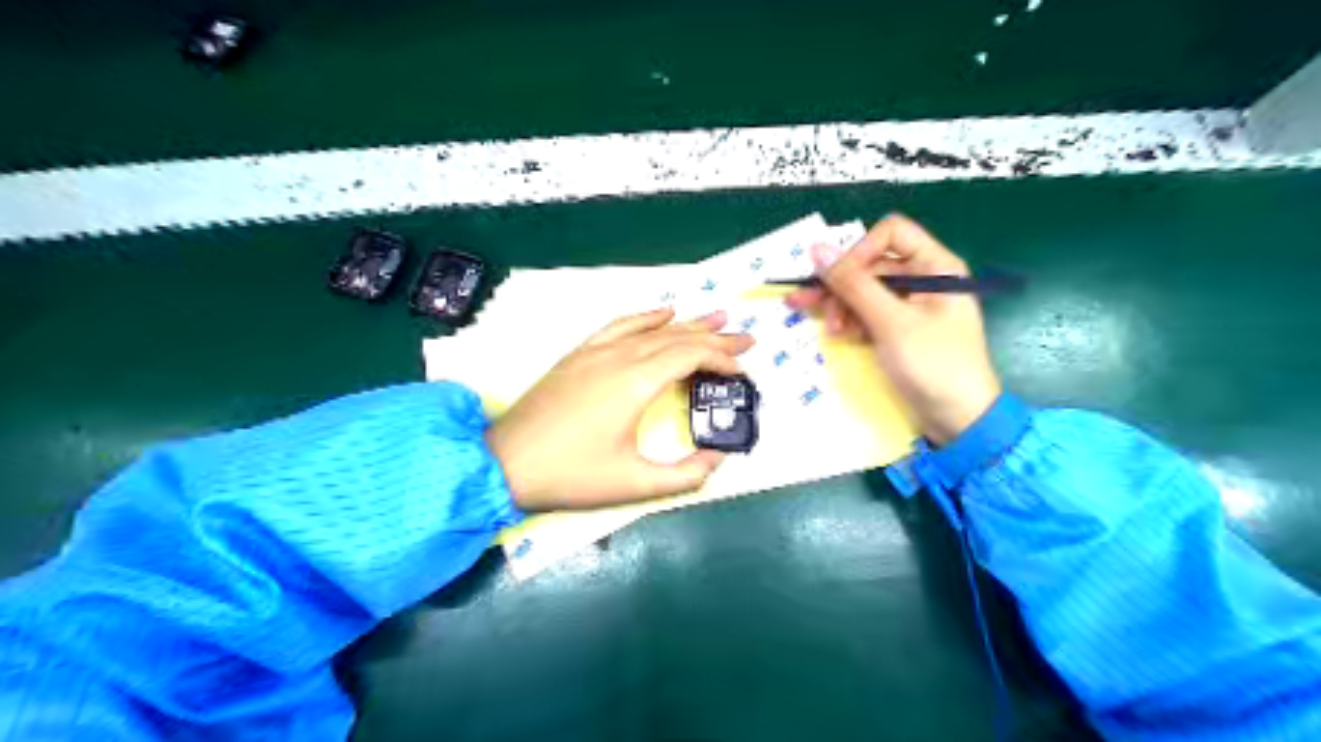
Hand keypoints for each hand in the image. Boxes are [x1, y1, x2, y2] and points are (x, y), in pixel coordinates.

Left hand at [484, 307, 752, 509]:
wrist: (505, 462)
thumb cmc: (571, 475)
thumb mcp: (633, 484)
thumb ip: (685, 475)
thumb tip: (718, 460)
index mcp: (636, 382)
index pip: (691, 355)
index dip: (722, 359)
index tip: (742, 372)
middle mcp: (620, 357)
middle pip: (677, 337)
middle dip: (716, 337)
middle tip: (746, 338)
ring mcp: (596, 352)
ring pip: (651, 329)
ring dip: (687, 323)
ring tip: (716, 316)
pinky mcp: (579, 355)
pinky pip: (619, 326)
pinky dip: (645, 317)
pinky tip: (662, 312)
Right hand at [781, 216, 1002, 447]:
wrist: (959, 420)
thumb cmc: (934, 365)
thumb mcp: (891, 323)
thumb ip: (854, 284)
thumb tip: (816, 248)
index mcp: (935, 266)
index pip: (890, 234)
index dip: (860, 251)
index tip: (839, 279)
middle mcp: (923, 279)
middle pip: (871, 264)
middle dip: (841, 285)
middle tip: (805, 303)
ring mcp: (909, 306)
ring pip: (864, 291)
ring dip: (841, 306)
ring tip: (829, 329)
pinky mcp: (898, 330)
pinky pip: (867, 313)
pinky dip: (850, 321)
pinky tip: (838, 334)